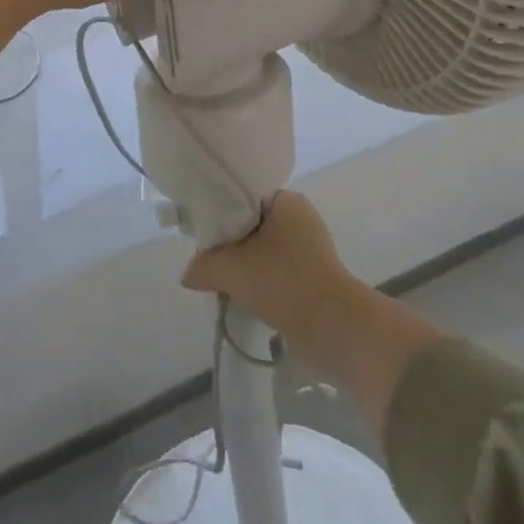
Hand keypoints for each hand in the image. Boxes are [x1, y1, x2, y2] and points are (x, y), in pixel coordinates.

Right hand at [184, 191, 443, 431]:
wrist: (335, 327)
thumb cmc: (283, 282)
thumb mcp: (232, 270)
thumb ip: (203, 266)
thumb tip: (188, 274)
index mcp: (286, 200)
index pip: (242, 196)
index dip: (218, 213)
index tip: (202, 232)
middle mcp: (301, 216)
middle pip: (251, 224)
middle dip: (230, 242)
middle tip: (208, 258)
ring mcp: (311, 246)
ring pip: (264, 249)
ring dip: (245, 264)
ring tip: (223, 279)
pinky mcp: (316, 274)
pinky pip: (278, 268)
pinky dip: (261, 279)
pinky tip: (246, 294)